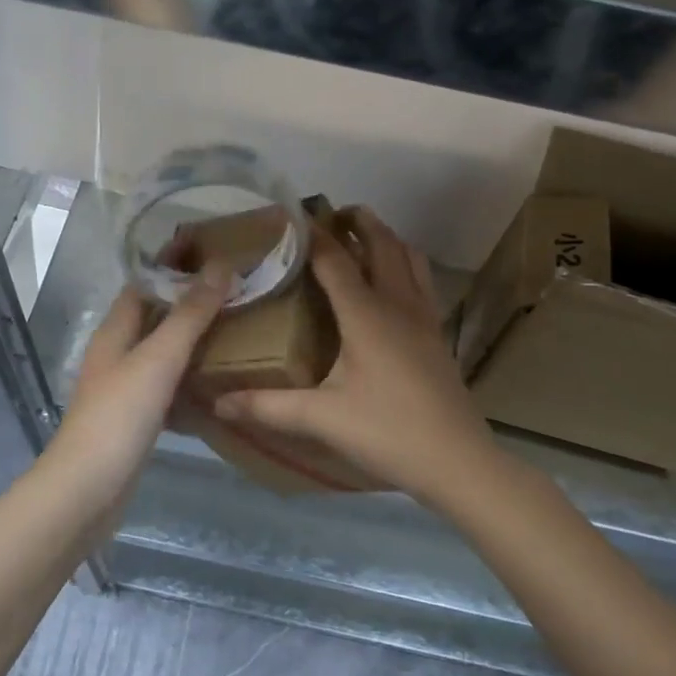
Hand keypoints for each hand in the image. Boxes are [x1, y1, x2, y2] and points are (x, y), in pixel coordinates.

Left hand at [56, 266, 232, 480]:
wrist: (87, 490)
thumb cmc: (119, 416)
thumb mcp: (158, 358)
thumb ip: (189, 314)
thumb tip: (220, 266)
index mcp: (115, 331)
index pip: (143, 283)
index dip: (171, 264)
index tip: (210, 248)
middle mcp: (117, 353)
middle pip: (154, 315)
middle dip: (188, 299)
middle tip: (234, 288)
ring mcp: (125, 387)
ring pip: (162, 350)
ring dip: (192, 337)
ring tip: (235, 326)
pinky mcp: (136, 418)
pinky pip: (168, 384)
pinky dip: (190, 376)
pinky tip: (218, 380)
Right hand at [214, 208, 501, 504]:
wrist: (457, 461)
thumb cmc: (388, 432)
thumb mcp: (322, 419)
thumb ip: (268, 407)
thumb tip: (218, 402)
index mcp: (366, 314)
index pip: (335, 259)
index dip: (312, 234)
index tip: (290, 216)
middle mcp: (398, 303)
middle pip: (382, 244)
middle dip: (358, 221)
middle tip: (331, 215)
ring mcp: (424, 317)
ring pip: (409, 257)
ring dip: (386, 238)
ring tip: (362, 237)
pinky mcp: (437, 334)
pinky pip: (422, 280)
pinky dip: (405, 263)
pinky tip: (393, 283)